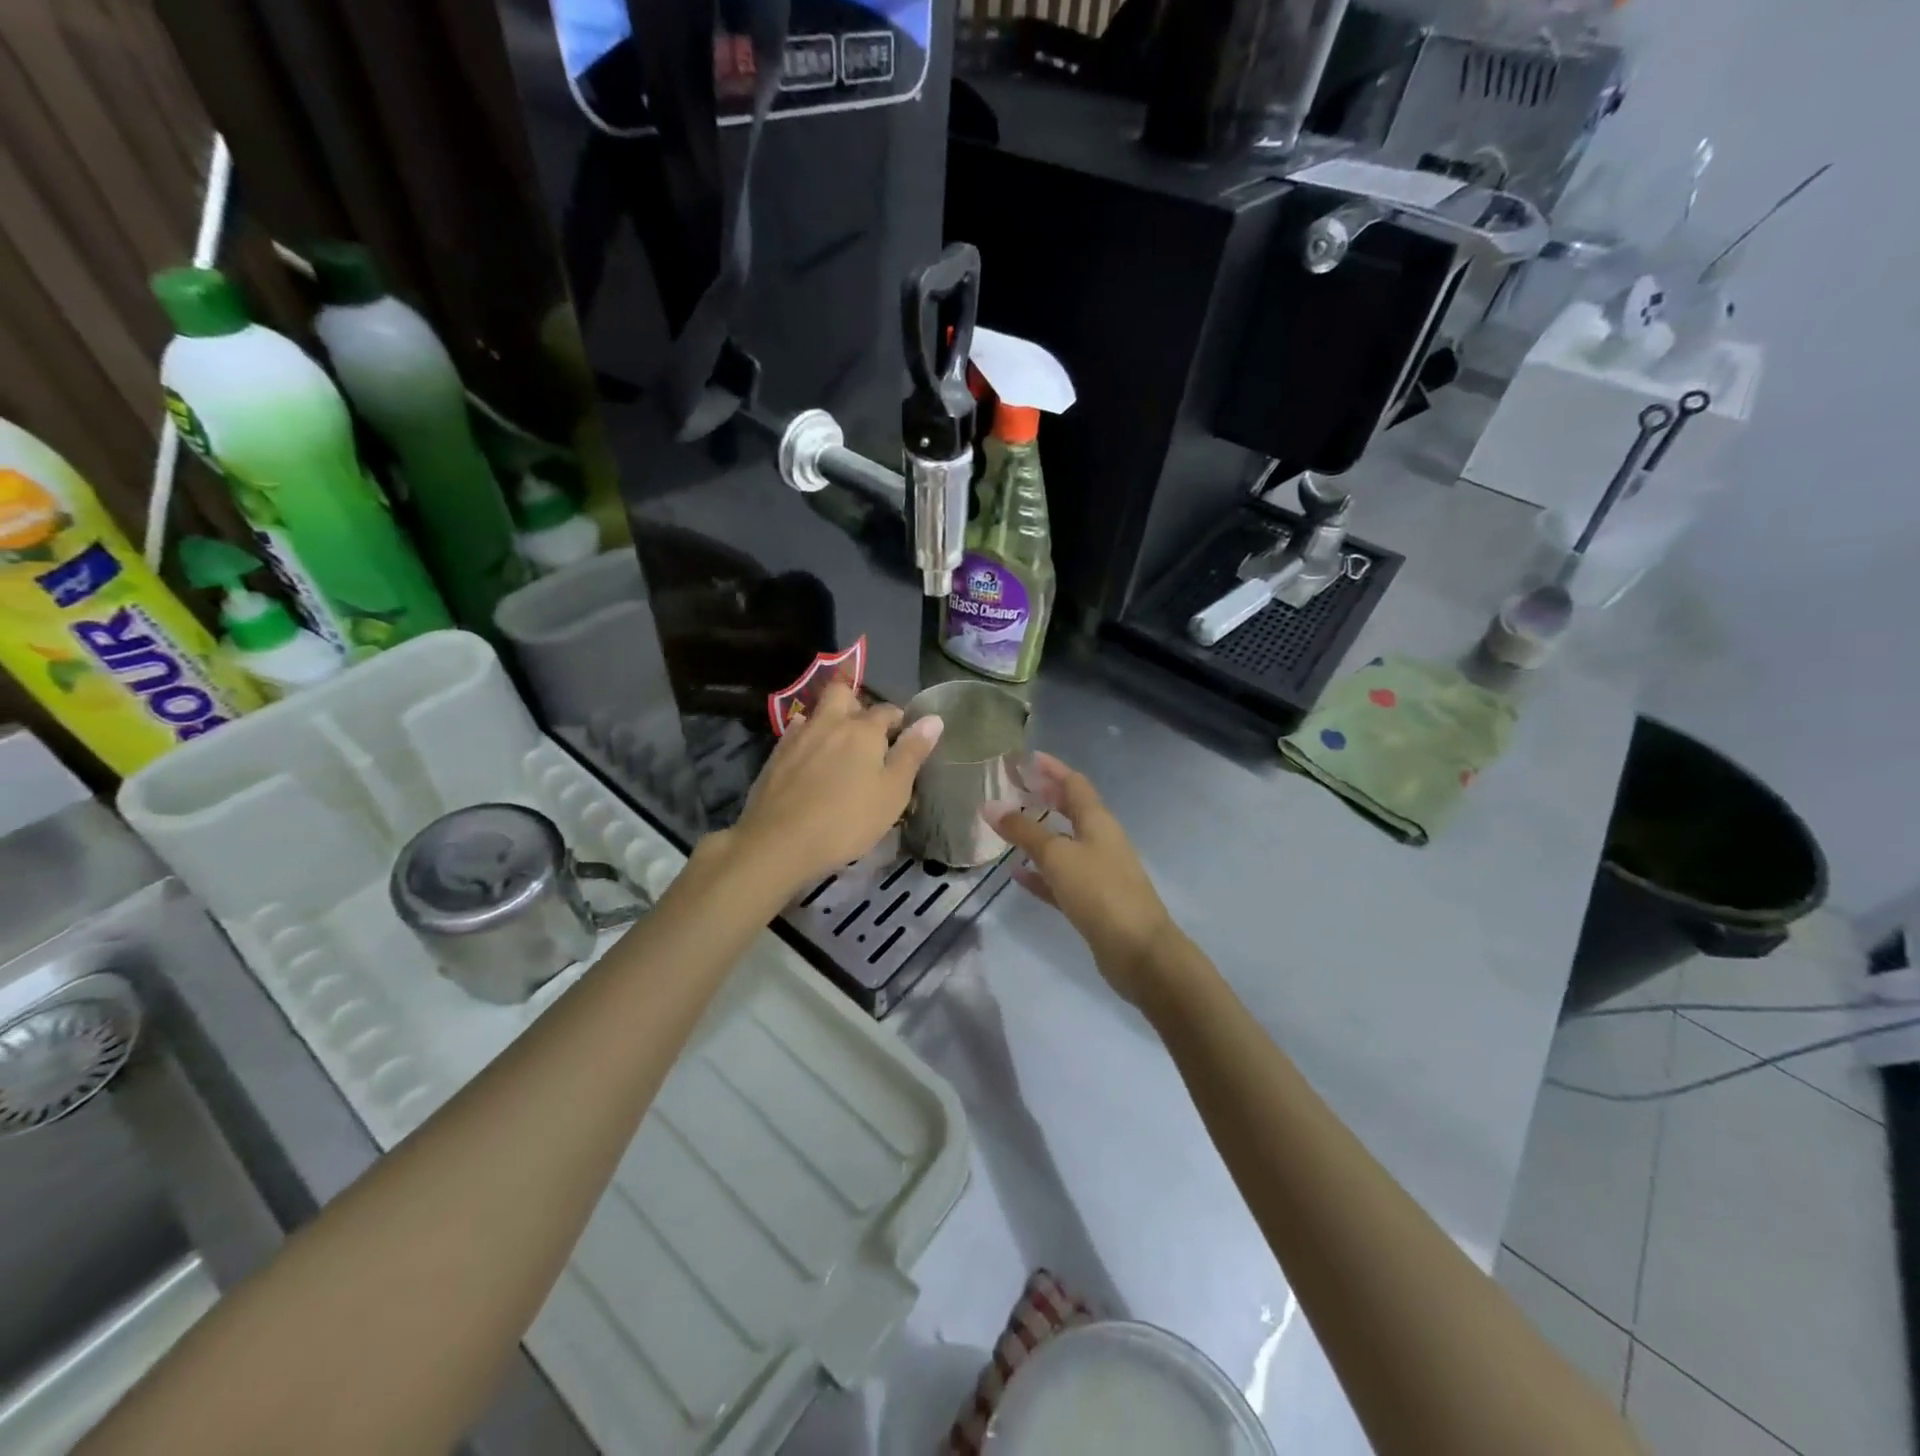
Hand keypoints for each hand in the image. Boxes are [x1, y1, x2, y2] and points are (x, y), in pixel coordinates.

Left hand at [731, 681, 942, 889]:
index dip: (899, 722)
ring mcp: (799, 736)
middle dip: (857, 703)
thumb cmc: (847, 819)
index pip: (888, 710)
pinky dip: (808, 736)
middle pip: (843, 693)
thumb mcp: (893, 792)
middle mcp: (830, 722)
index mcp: (864, 729)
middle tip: (867, 733)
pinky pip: (796, 732)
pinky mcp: (776, 754)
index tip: (904, 740)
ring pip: (817, 712)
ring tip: (839, 746)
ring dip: (831, 719)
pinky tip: (810, 755)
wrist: (779, 842)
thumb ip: (912, 753)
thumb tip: (934, 718)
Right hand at [987, 753, 1183, 1004]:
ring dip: (1039, 835)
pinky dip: (1040, 874)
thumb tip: (990, 806)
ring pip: (1063, 845)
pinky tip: (1017, 875)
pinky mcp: (1092, 901)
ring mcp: (1098, 871)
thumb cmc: (1100, 891)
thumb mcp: (1058, 855)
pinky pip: (1060, 879)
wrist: (1139, 950)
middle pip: (1070, 811)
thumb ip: (1024, 831)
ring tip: (1008, 828)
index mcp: (1098, 821)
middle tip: (1013, 789)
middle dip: (1044, 797)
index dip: (1051, 768)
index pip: (1074, 783)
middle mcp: (1100, 840)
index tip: (1026, 758)